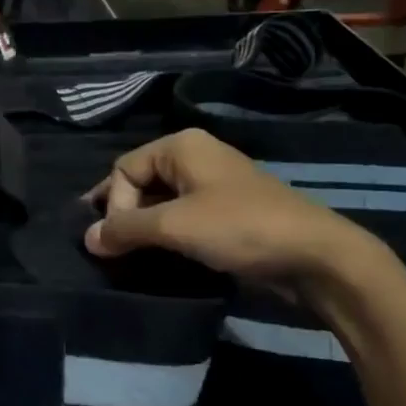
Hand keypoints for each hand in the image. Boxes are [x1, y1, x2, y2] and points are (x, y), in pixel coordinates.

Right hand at [84, 129, 378, 286]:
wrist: (317, 257)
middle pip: (140, 182)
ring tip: (133, 258)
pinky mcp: (228, 212)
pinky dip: (169, 236)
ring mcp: (215, 185)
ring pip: (162, 203)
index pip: (124, 168)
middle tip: (113, 250)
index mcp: (181, 146)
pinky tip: (162, 259)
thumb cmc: (240, 228)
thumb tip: (88, 238)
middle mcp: (196, 156)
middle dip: (125, 215)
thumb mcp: (175, 227)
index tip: (117, 241)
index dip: (113, 204)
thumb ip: (126, 229)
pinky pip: (184, 217)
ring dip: (145, 229)